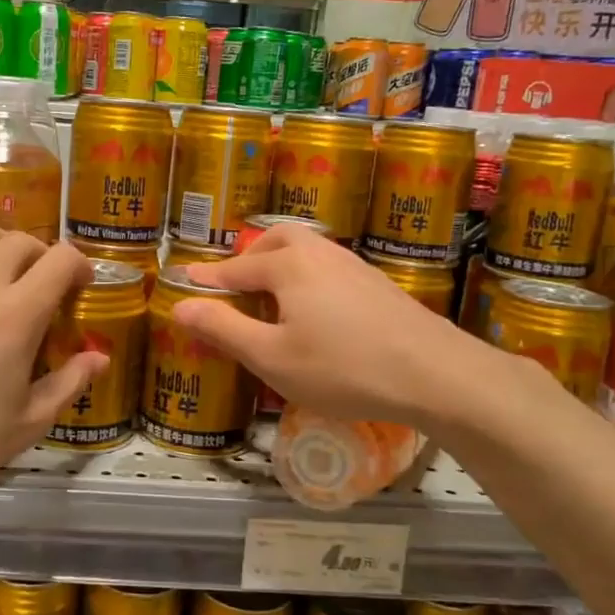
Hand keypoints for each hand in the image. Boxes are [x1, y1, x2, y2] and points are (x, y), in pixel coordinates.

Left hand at [0, 224, 104, 511]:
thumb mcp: (26, 425)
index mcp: (16, 316)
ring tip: (1, 272)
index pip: (60, 260)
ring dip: (1, 245)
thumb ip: (68, 385)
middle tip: (43, 285)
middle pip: (21, 241)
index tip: (81, 286)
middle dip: (43, 256)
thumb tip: (100, 357)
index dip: (80, 265)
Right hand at [174, 224, 486, 427]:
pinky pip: (328, 267)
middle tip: (234, 286)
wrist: (435, 373)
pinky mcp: (377, 283)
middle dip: (249, 258)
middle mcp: (320, 253)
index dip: (208, 280)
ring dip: (280, 264)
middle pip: (276, 241)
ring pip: (307, 250)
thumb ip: (223, 329)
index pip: (235, 268)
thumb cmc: (343, 368)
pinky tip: (315, 309)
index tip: (186, 283)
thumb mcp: (272, 357)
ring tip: (271, 297)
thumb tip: (179, 305)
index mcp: (288, 266)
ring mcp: (354, 265)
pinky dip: (307, 276)